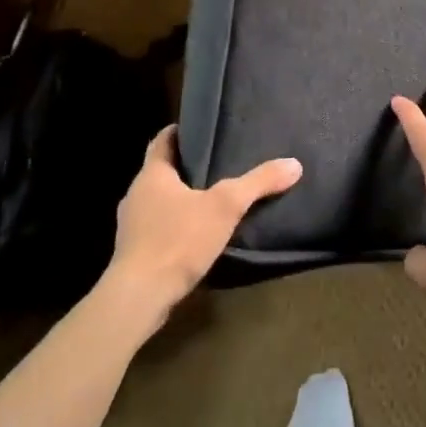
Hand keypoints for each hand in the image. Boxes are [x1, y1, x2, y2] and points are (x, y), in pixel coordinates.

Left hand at [106, 126, 300, 321]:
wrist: (139, 297)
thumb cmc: (178, 240)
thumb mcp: (226, 206)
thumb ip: (258, 183)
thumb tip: (294, 164)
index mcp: (152, 174)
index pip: (162, 140)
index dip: (180, 131)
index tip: (200, 129)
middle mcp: (136, 194)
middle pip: (161, 171)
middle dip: (185, 167)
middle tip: (216, 163)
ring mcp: (131, 225)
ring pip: (158, 201)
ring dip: (179, 199)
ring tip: (211, 199)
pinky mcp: (132, 253)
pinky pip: (156, 228)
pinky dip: (174, 225)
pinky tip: (195, 235)